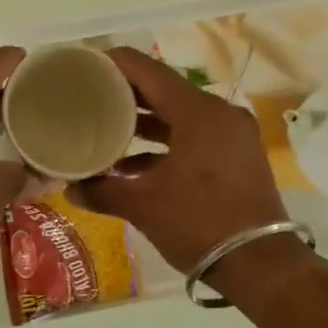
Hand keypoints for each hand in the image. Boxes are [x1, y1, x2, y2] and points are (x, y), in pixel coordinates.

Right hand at [69, 47, 293, 276]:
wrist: (258, 263)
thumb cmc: (197, 223)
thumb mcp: (142, 205)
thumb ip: (102, 190)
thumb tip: (69, 188)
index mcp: (198, 113)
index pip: (148, 71)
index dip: (114, 64)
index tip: (84, 66)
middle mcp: (219, 114)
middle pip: (164, 91)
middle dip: (125, 96)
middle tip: (88, 98)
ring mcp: (232, 136)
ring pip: (179, 117)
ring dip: (143, 124)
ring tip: (104, 131)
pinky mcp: (236, 157)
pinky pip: (194, 138)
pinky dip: (165, 145)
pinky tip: (132, 166)